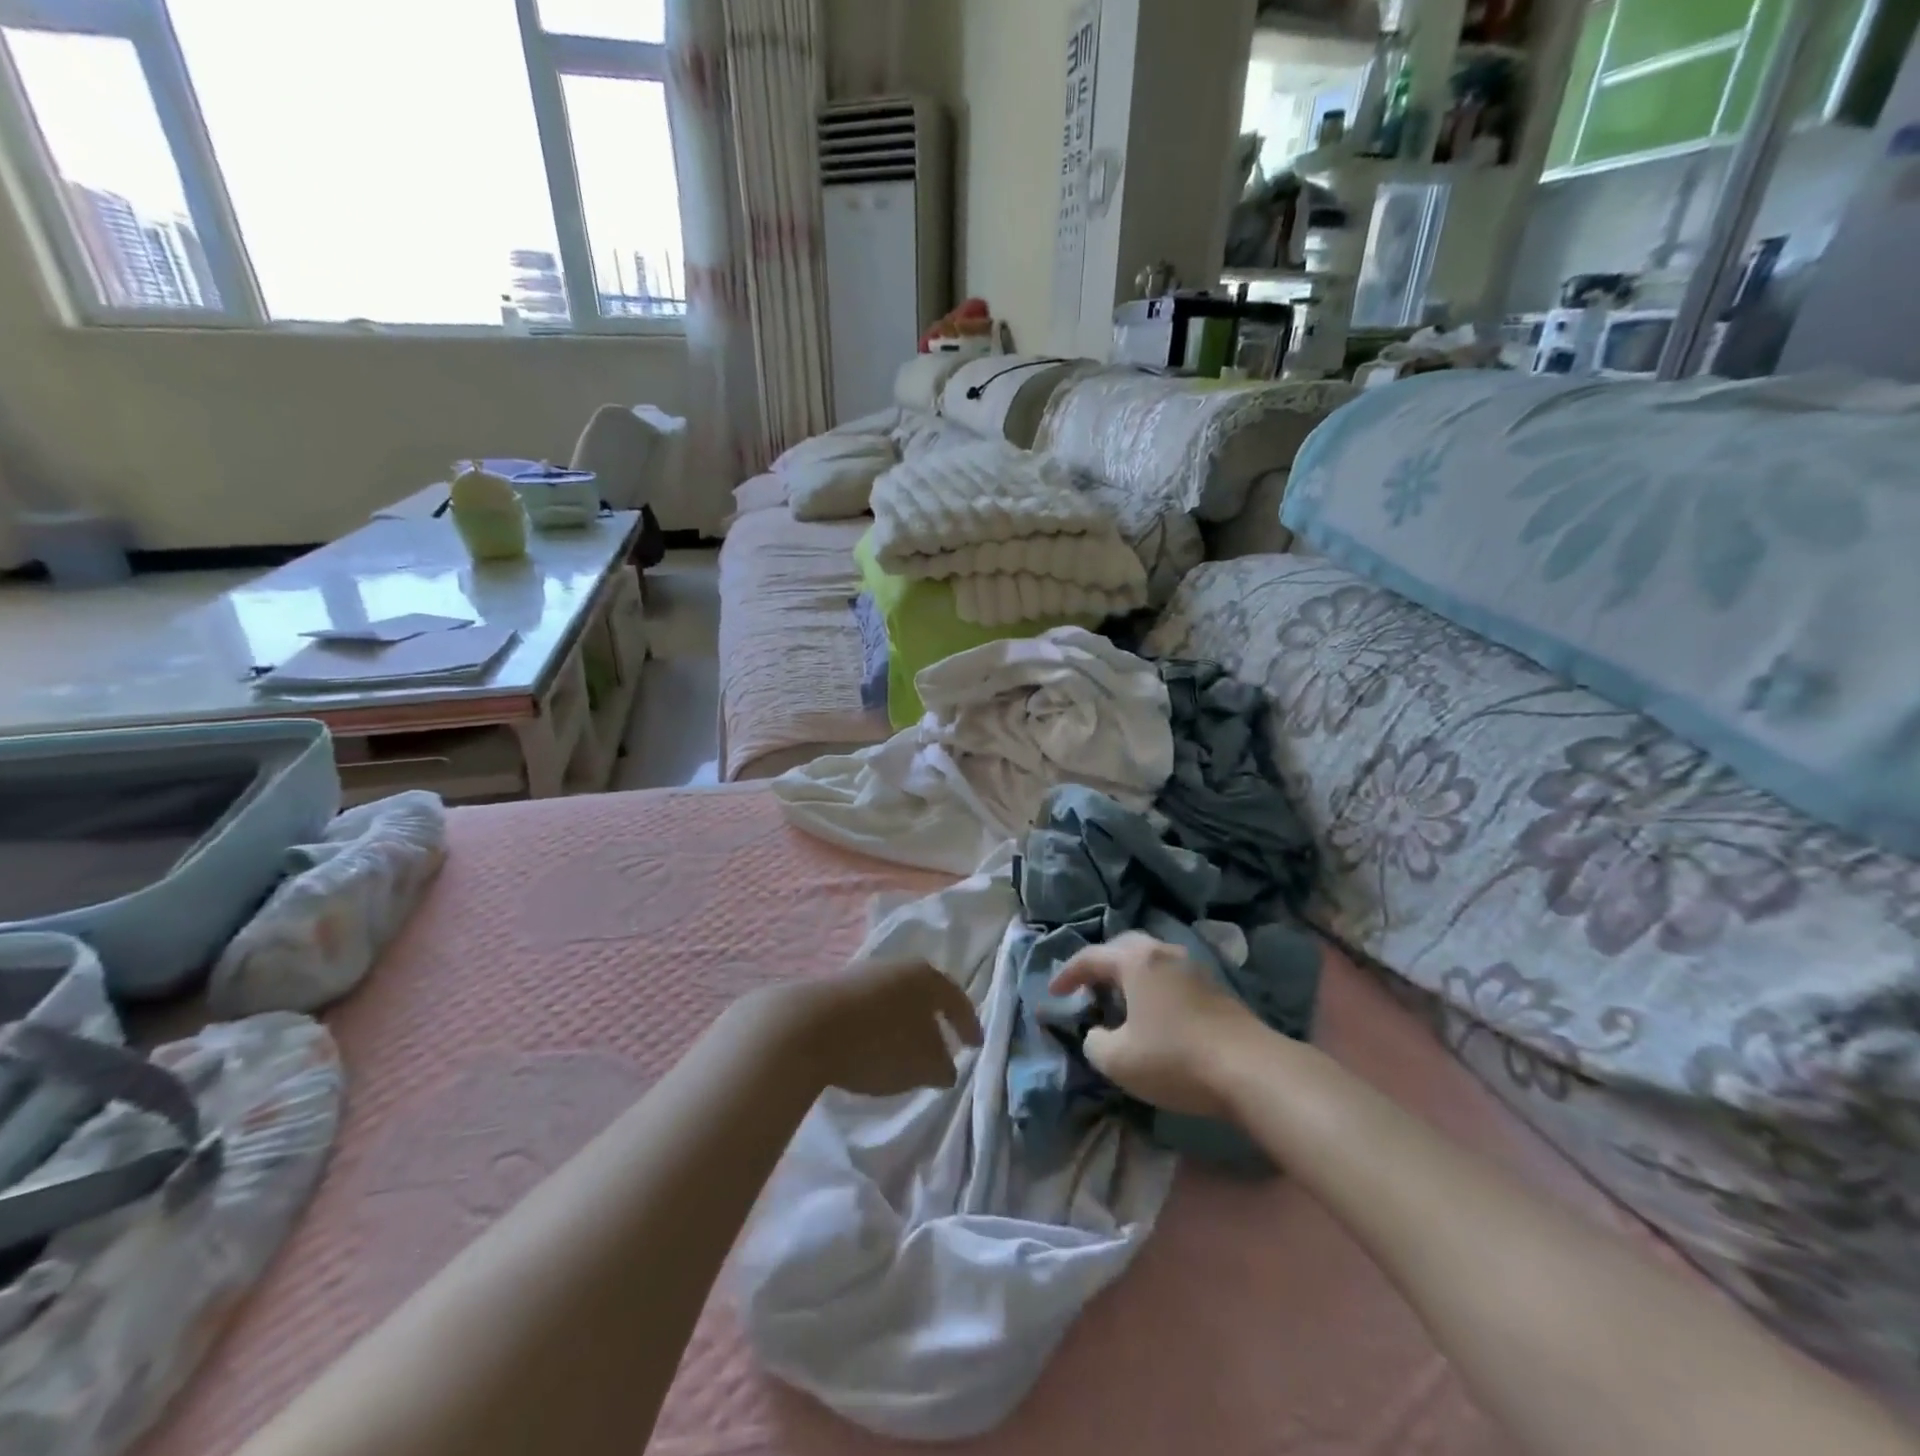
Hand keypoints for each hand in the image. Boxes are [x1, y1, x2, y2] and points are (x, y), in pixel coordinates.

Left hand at [774, 961, 983, 1097]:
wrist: (805, 1028)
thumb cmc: (878, 1043)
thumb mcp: (921, 1065)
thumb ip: (942, 1066)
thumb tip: (945, 1067)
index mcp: (926, 977)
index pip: (957, 999)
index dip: (969, 1025)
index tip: (975, 1047)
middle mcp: (898, 967)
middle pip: (924, 995)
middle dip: (934, 1021)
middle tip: (942, 1046)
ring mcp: (864, 975)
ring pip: (895, 1000)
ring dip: (903, 1024)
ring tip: (905, 1052)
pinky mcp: (835, 990)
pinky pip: (869, 1009)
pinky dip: (878, 1027)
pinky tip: (872, 1048)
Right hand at [1048, 932, 1261, 1119]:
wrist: (1251, 1069)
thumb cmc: (1175, 1058)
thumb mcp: (1119, 1061)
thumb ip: (1095, 1043)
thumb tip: (1097, 1034)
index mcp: (1136, 961)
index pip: (1090, 957)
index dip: (1067, 974)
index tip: (1053, 993)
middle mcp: (1164, 953)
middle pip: (1123, 947)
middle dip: (1101, 965)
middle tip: (1088, 987)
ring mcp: (1194, 967)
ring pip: (1151, 960)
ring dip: (1130, 976)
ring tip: (1120, 1000)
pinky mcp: (1216, 988)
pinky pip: (1171, 976)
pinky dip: (1153, 987)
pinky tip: (1154, 1013)